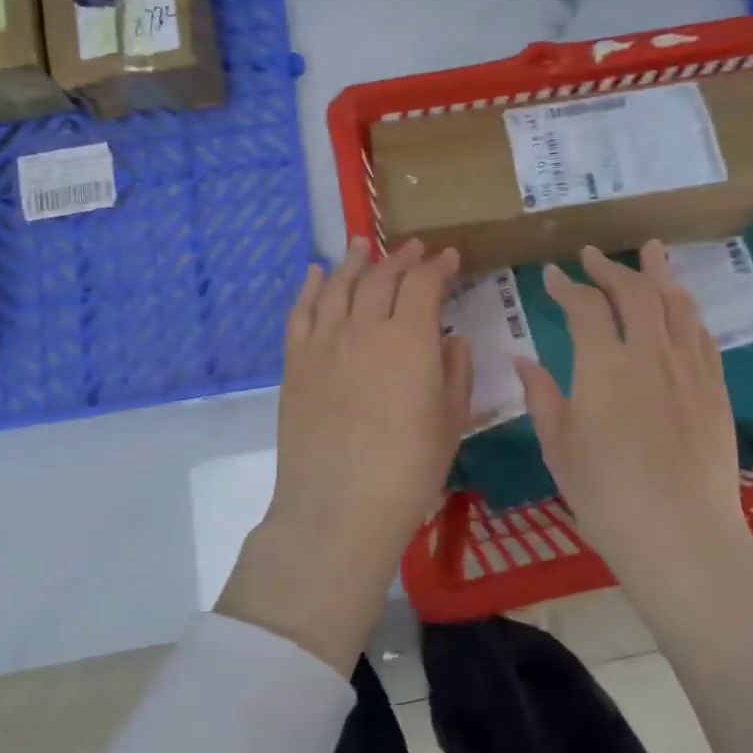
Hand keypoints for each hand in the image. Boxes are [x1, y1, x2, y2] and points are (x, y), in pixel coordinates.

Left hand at [219, 238, 470, 671]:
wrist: (338, 507)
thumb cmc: (408, 470)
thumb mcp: (451, 422)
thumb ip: (456, 372)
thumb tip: (453, 340)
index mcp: (410, 340)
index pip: (424, 284)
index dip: (439, 266)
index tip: (450, 258)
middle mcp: (364, 328)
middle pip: (381, 277)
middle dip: (401, 258)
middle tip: (414, 249)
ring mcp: (324, 342)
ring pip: (339, 285)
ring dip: (354, 261)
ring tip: (363, 245)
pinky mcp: (295, 361)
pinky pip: (301, 311)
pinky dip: (310, 287)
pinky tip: (317, 273)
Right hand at [514, 243, 750, 590]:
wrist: (682, 538)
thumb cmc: (607, 497)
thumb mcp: (559, 448)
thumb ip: (541, 396)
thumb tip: (523, 359)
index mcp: (604, 367)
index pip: (585, 307)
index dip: (565, 286)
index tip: (551, 276)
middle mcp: (650, 354)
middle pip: (634, 292)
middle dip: (609, 267)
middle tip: (591, 255)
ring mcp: (688, 368)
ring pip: (676, 303)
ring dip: (658, 273)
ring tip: (649, 251)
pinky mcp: (714, 387)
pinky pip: (701, 333)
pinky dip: (685, 309)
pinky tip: (679, 305)